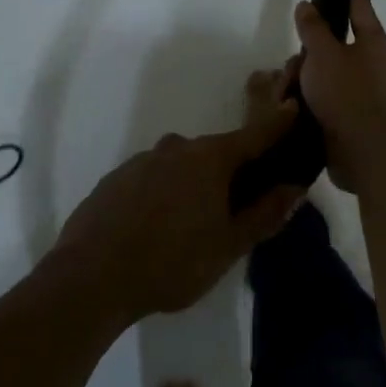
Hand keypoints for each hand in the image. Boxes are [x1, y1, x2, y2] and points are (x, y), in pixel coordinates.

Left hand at [51, 101, 305, 322]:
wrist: (90, 277)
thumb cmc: (171, 262)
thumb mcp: (228, 246)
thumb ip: (264, 214)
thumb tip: (295, 187)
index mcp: (211, 158)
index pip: (254, 134)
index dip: (276, 124)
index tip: (292, 109)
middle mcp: (178, 147)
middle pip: (215, 154)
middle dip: (229, 173)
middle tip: (233, 209)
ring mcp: (143, 160)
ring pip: (180, 167)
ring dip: (191, 186)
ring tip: (187, 229)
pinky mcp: (116, 179)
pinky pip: (151, 180)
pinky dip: (160, 195)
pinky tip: (152, 230)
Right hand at [293, 0, 385, 193]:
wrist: (363, 152)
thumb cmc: (347, 93)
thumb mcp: (323, 53)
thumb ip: (312, 27)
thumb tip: (306, 6)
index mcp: (373, 41)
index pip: (361, 5)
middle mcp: (371, 62)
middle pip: (332, 43)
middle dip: (307, 52)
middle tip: (295, 63)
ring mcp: (360, 90)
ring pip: (322, 71)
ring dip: (301, 79)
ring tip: (287, 95)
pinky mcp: (348, 113)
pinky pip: (322, 95)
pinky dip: (306, 98)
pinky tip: (290, 108)